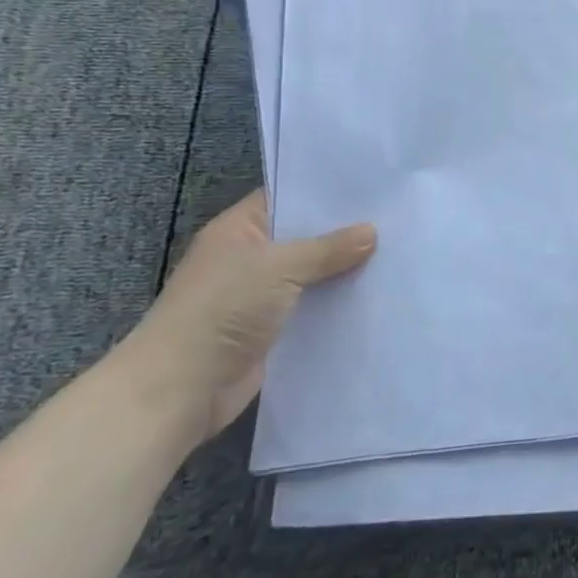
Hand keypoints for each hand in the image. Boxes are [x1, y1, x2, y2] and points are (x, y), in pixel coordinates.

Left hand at [115, 191, 375, 450]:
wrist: (179, 391)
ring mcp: (260, 295)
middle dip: (345, 231)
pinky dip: (338, 302)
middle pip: (305, 236)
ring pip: (313, 273)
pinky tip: (377, 293)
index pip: (288, 197)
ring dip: (345, 269)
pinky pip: (314, 306)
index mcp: (239, 229)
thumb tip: (372, 232)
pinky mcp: (272, 329)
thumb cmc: (221, 311)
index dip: (326, 191)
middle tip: (397, 216)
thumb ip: (328, 248)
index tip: (373, 186)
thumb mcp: (279, 267)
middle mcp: (249, 257)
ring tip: (398, 252)